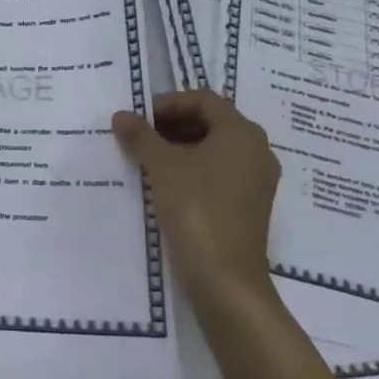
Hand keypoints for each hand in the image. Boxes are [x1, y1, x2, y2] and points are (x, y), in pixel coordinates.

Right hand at [112, 91, 280, 302]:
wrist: (225, 278)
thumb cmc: (196, 209)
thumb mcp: (162, 167)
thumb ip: (141, 136)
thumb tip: (121, 115)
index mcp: (242, 132)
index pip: (203, 99)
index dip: (168, 102)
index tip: (138, 117)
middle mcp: (257, 149)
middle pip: (212, 121)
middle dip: (173, 124)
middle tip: (139, 135)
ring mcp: (257, 179)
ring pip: (216, 148)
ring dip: (181, 146)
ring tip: (148, 158)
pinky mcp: (251, 204)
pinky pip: (221, 171)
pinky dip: (194, 168)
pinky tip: (167, 183)